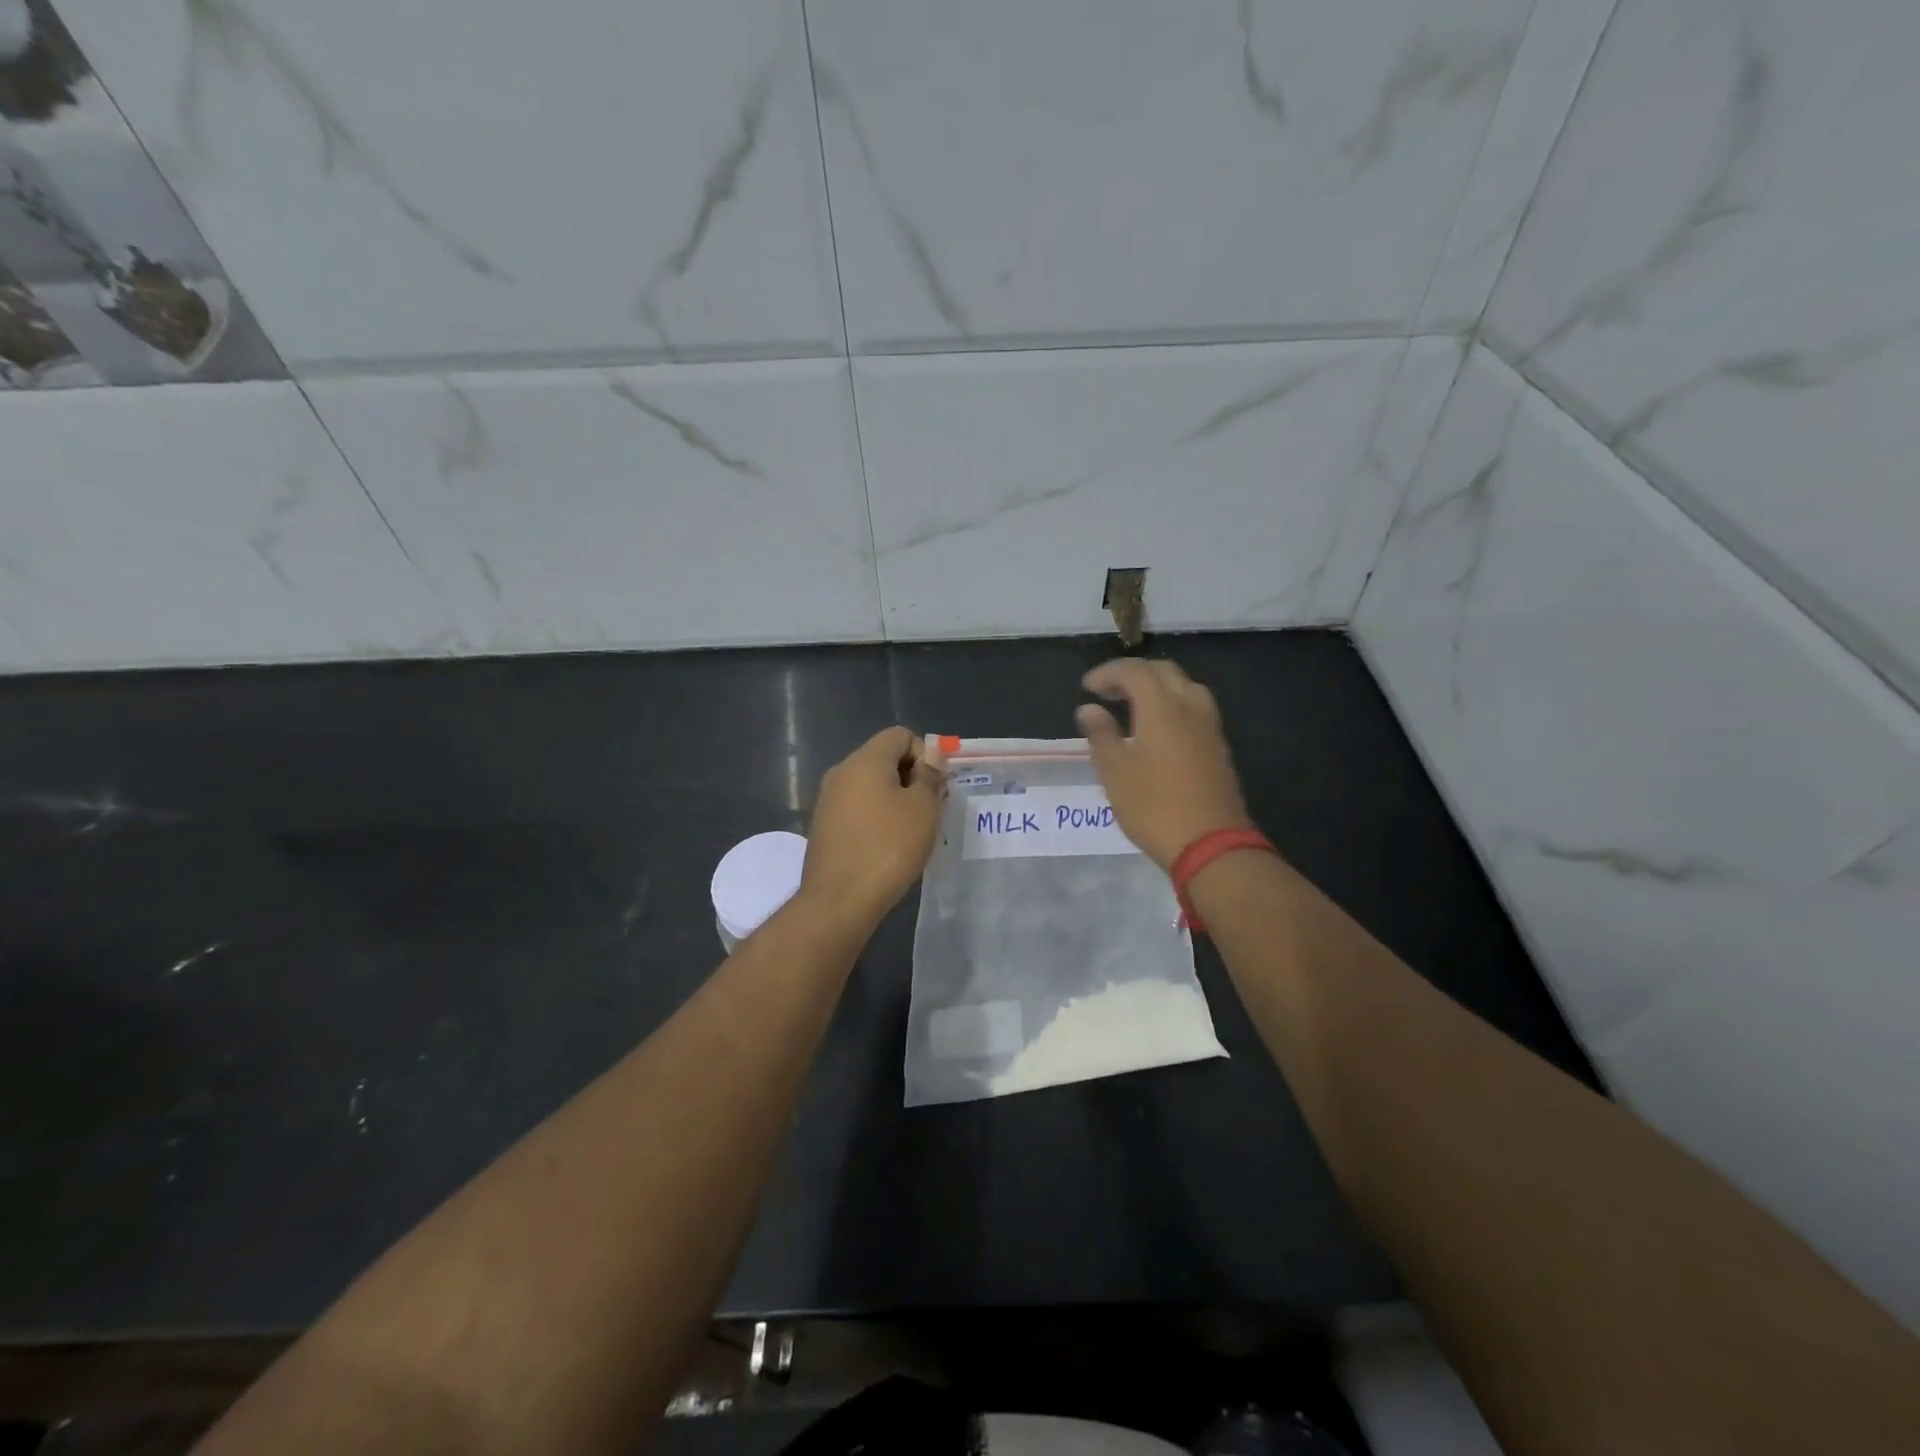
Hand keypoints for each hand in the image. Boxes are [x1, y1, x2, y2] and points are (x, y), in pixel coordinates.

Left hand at [801, 727, 946, 928]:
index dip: (925, 755)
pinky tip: (888, 846)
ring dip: (896, 799)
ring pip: (871, 785)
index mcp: (865, 761)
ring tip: (911, 832)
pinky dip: (877, 817)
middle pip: (884, 758)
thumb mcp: (923, 809)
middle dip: (912, 777)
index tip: (935, 788)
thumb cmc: (888, 848)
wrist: (839, 901)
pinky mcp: (824, 825)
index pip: (900, 735)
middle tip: (929, 811)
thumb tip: (933, 752)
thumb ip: (930, 775)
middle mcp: (842, 772)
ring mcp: (829, 799)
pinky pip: (858, 807)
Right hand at [1076, 659, 1253, 870]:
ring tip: (1134, 706)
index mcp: (1162, 708)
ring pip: (1185, 687)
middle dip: (1133, 674)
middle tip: (1108, 692)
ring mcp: (1210, 727)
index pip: (1134, 671)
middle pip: (1164, 672)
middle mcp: (1190, 707)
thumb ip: (1101, 734)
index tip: (1087, 688)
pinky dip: (1172, 704)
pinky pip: (1195, 708)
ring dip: (1157, 687)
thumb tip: (1089, 709)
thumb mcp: (1115, 771)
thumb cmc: (1153, 806)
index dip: (1108, 672)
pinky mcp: (1219, 747)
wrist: (1210, 844)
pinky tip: (1158, 728)